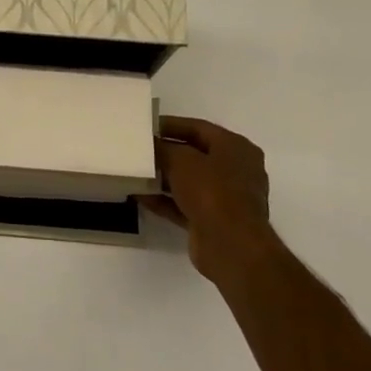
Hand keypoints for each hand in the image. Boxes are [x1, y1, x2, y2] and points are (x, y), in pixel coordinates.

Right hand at [139, 116, 273, 276]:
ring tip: (135, 172)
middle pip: (194, 155)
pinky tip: (139, 196)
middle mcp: (235, 170)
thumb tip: (151, 144)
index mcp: (236, 148)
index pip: (199, 128)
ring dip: (162, 178)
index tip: (145, 126)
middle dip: (165, 153)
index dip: (170, 125)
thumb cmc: (211, 191)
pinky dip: (164, 199)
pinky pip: (184, 204)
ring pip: (189, 181)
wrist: (230, 245)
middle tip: (138, 150)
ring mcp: (226, 197)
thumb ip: (163, 148)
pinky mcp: (213, 220)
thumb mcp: (181, 160)